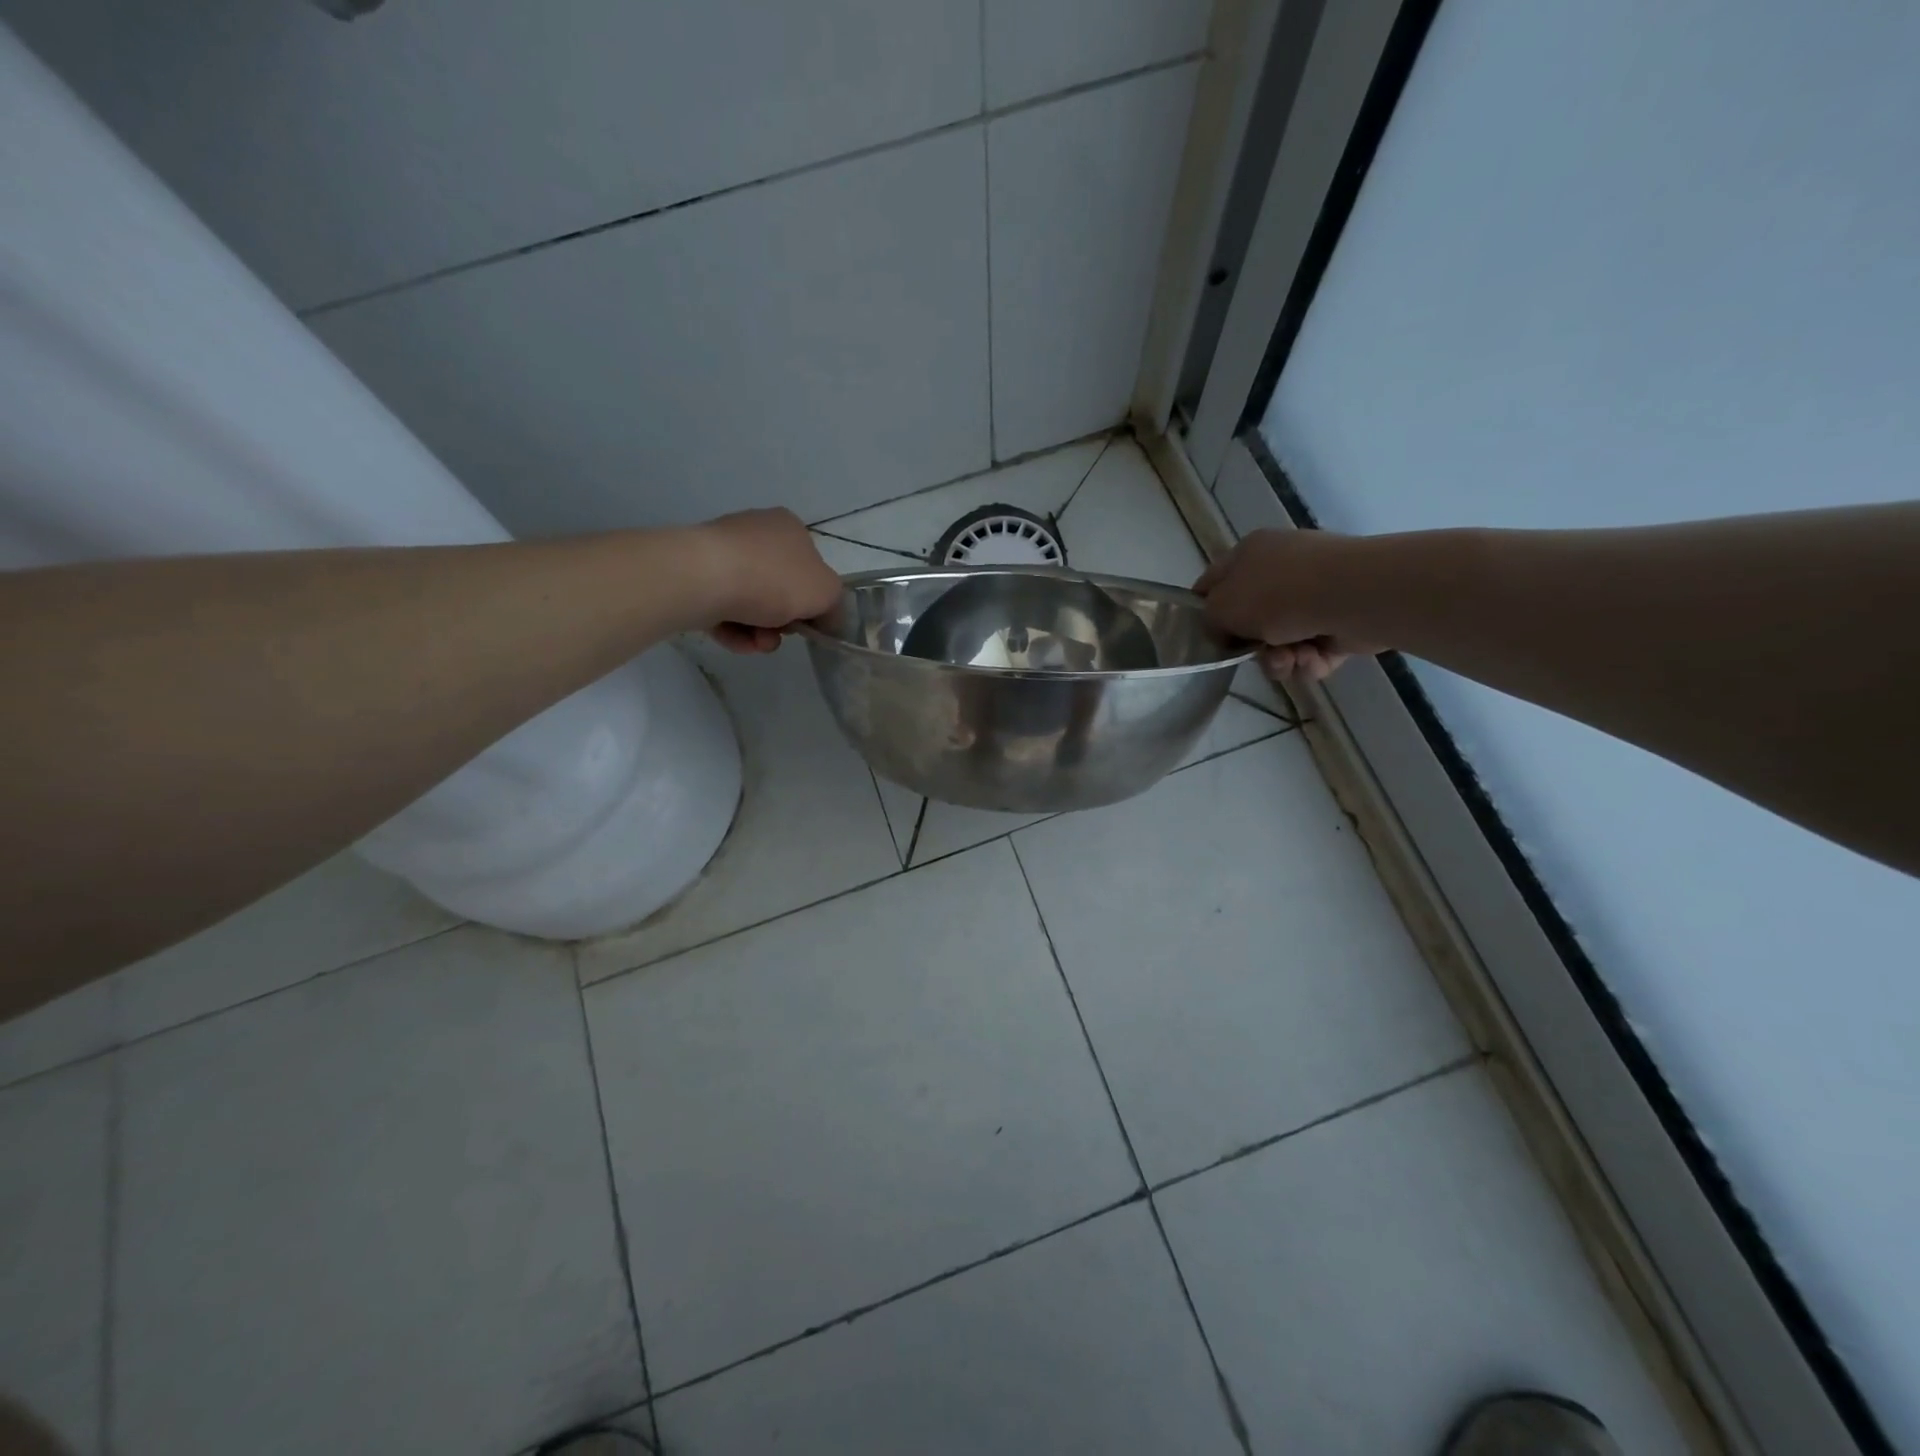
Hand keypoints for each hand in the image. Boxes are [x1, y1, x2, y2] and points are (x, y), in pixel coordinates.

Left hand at [692, 508, 842, 652]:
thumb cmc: (774, 579)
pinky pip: (723, 608)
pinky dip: (733, 629)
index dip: (813, 601)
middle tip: (779, 635)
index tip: (808, 623)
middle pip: (780, 589)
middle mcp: (756, 533)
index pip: (811, 568)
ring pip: (751, 603)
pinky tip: (735, 641)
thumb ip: (834, 605)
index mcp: (789, 528)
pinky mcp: (696, 574)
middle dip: (782, 621)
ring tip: (756, 643)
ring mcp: (723, 552)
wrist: (705, 578)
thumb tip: (825, 617)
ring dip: (759, 631)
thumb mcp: (827, 592)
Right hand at [1194, 528, 1377, 682]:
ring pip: (1282, 641)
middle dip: (1252, 646)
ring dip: (1281, 659)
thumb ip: (1209, 620)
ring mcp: (1316, 594)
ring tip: (1291, 660)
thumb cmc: (1279, 594)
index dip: (1204, 610)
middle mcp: (1282, 569)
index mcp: (1250, 553)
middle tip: (1255, 654)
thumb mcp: (1222, 607)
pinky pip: (1313, 651)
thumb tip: (1222, 630)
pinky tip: (1313, 659)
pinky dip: (1310, 661)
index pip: (1214, 582)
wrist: (1354, 596)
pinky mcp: (1342, 621)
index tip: (1202, 637)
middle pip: (1251, 620)